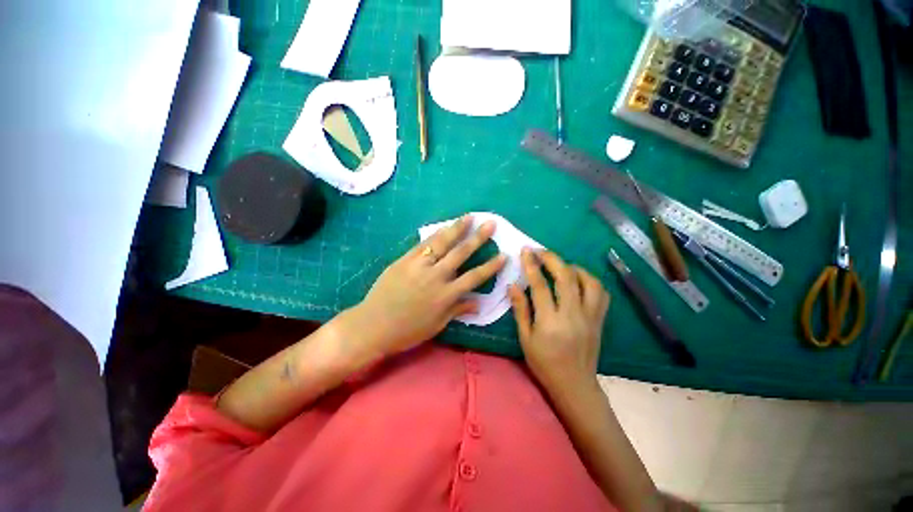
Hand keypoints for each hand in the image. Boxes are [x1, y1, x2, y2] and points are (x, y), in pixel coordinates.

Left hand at [345, 215, 504, 359]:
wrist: (373, 325)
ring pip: (442, 243)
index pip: (474, 277)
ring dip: (457, 228)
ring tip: (469, 217)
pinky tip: (444, 227)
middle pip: (461, 253)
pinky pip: (423, 244)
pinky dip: (435, 234)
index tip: (504, 255)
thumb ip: (457, 310)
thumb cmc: (407, 330)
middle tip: (490, 224)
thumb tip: (478, 303)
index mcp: (445, 296)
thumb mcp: (436, 325)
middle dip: (478, 238)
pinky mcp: (404, 260)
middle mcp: (436, 277)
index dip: (491, 266)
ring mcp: (419, 266)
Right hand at [508, 249, 609, 396]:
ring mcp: (590, 316)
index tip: (526, 251)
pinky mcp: (600, 319)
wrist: (574, 384)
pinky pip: (601, 293)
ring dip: (573, 267)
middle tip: (540, 251)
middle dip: (552, 259)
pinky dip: (590, 280)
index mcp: (550, 322)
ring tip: (560, 265)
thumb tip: (513, 285)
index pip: (540, 285)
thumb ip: (520, 309)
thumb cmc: (544, 363)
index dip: (532, 265)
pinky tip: (579, 279)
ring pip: (588, 281)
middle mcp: (573, 315)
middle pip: (566, 277)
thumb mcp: (525, 338)